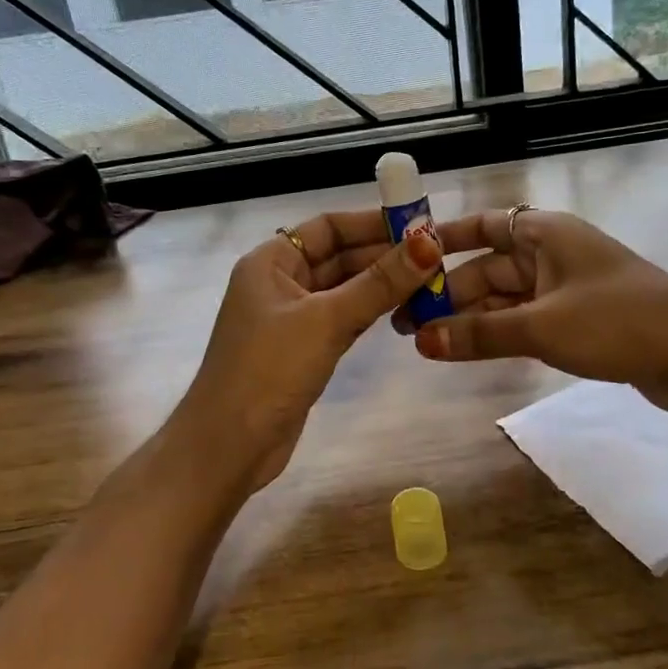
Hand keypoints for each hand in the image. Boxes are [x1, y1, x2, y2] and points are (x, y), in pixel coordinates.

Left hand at [173, 209, 442, 496]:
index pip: (328, 226)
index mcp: (270, 261)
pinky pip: (343, 318)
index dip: (373, 223)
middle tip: (438, 255)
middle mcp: (279, 282)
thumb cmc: (269, 370)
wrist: (229, 446)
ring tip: (432, 279)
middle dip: (384, 255)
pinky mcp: (304, 349)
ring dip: (383, 285)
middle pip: (338, 256)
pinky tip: (406, 309)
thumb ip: (379, 282)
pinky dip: (372, 312)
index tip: (421, 225)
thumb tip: (430, 243)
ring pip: (344, 289)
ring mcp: (291, 318)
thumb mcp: (327, 320)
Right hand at [401, 208, 667, 416]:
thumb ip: (479, 334)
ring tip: (423, 342)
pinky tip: (465, 349)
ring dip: (468, 317)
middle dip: (447, 292)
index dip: (443, 240)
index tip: (403, 259)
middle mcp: (552, 254)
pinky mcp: (576, 321)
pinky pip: (523, 320)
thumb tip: (420, 341)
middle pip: (487, 267)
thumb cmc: (617, 322)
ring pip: (503, 298)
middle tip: (403, 322)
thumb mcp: (542, 326)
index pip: (483, 225)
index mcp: (545, 233)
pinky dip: (496, 333)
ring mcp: (565, 289)